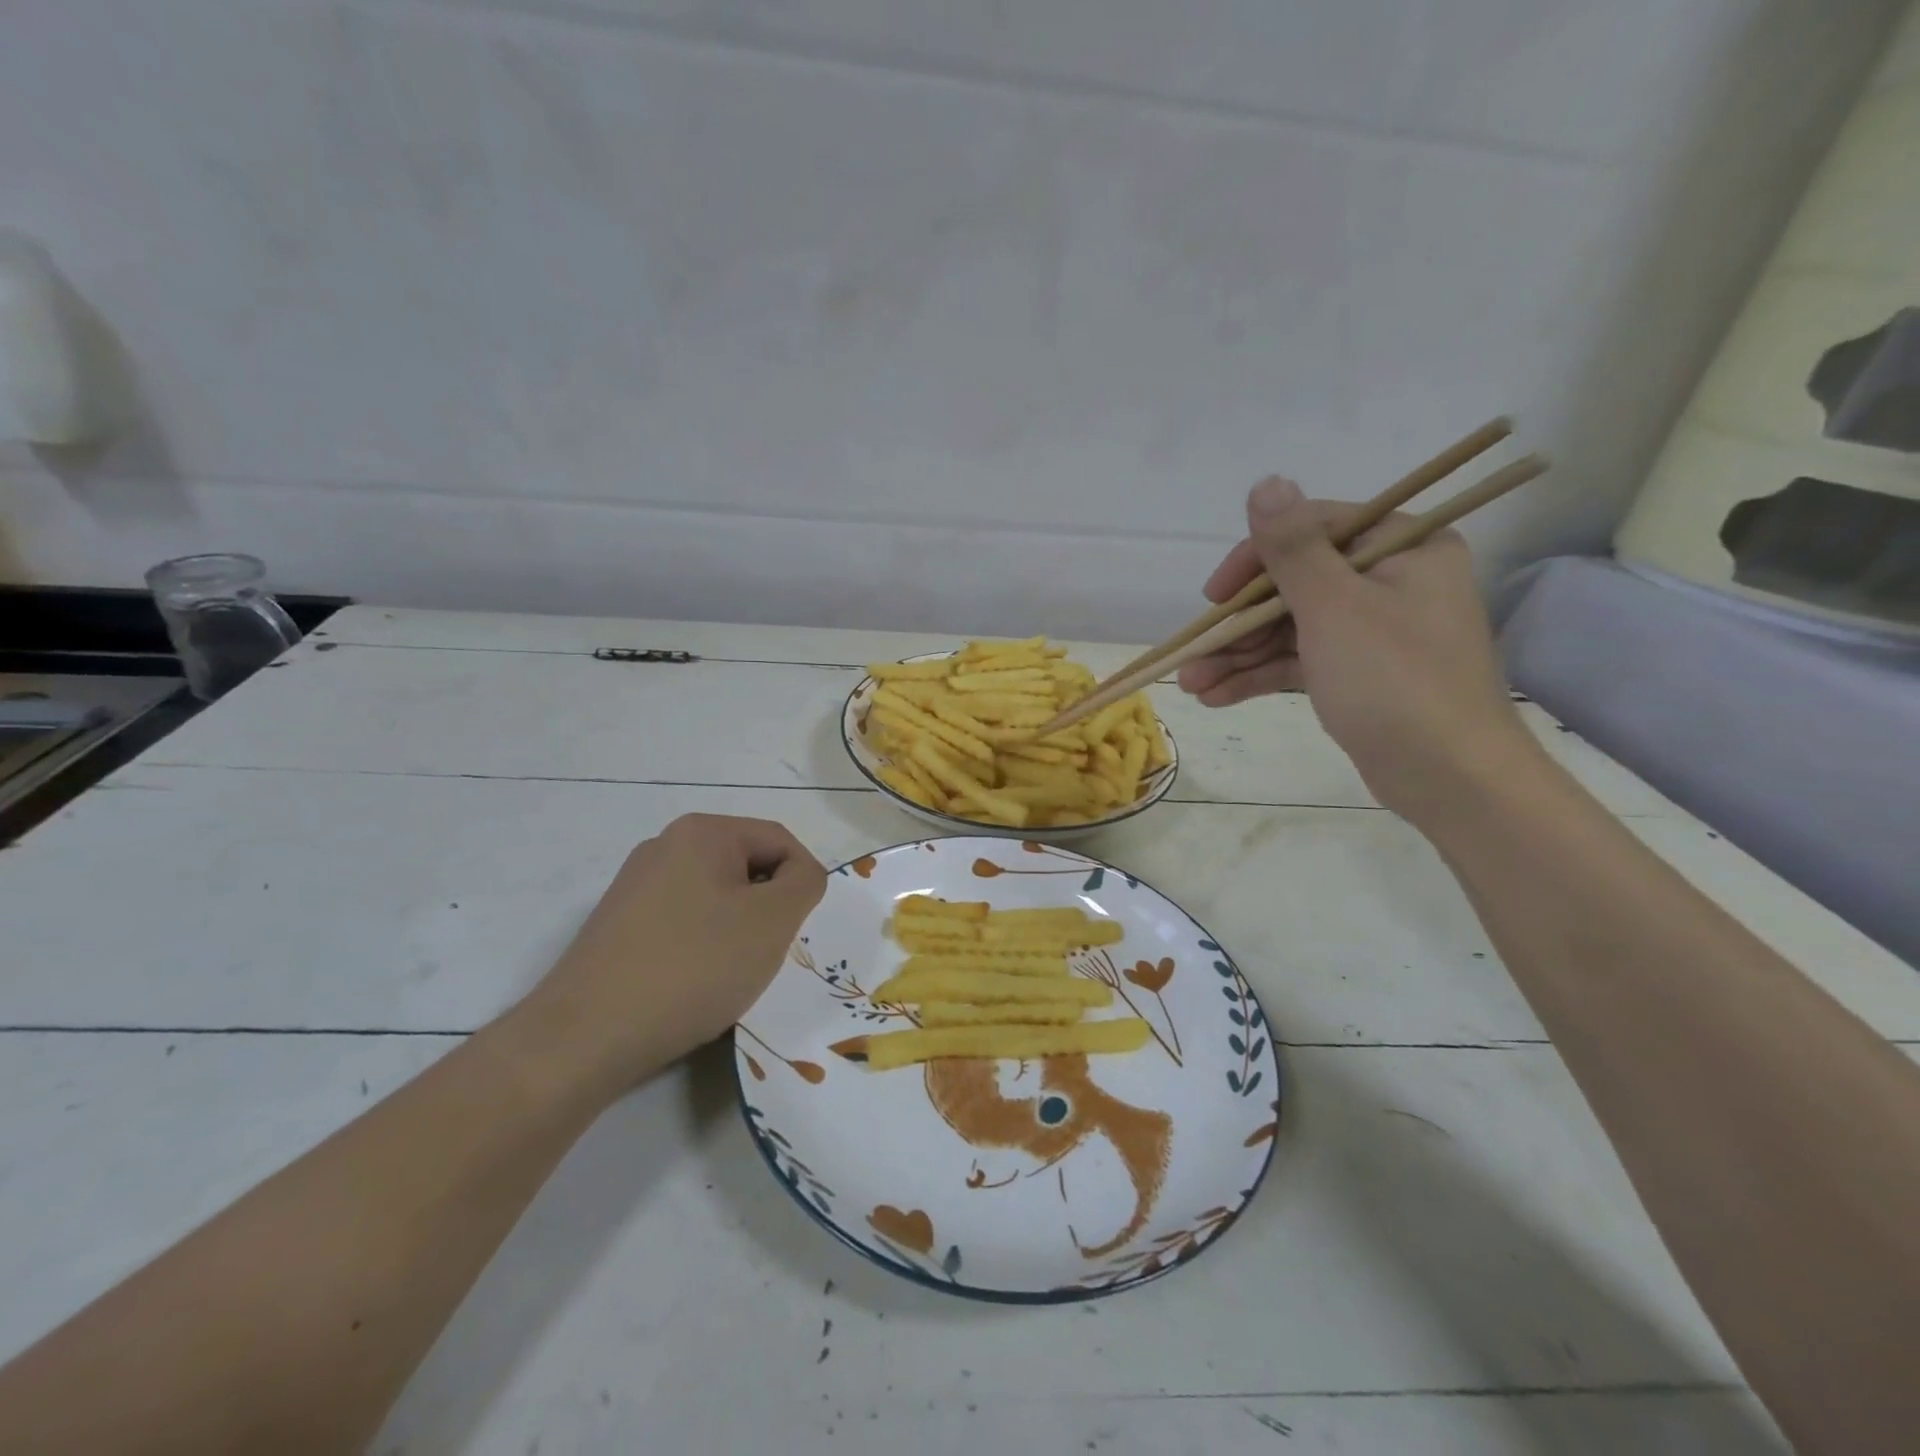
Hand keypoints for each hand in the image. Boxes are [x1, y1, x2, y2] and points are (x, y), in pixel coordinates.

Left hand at [512, 814, 826, 1093]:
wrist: (586, 1036)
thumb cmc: (694, 966)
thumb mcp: (772, 921)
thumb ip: (805, 883)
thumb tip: (799, 875)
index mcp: (702, 831)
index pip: (780, 841)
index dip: (802, 883)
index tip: (798, 931)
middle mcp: (664, 845)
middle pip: (745, 866)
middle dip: (767, 908)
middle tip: (767, 953)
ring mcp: (635, 885)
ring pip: (715, 896)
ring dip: (737, 929)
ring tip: (729, 973)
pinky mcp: (617, 924)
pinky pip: (682, 921)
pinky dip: (701, 945)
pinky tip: (692, 983)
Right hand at [1178, 476, 1541, 825]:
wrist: (1449, 778)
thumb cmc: (1395, 681)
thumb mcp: (1335, 608)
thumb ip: (1294, 548)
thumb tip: (1266, 483)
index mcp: (1403, 547)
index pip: (1314, 531)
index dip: (1255, 560)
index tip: (1215, 596)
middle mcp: (1390, 580)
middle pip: (1293, 585)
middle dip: (1238, 624)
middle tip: (1194, 652)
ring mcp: (1372, 629)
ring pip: (1289, 628)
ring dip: (1238, 655)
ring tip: (1192, 684)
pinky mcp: (1357, 672)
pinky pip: (1298, 660)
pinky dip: (1259, 676)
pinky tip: (1216, 696)